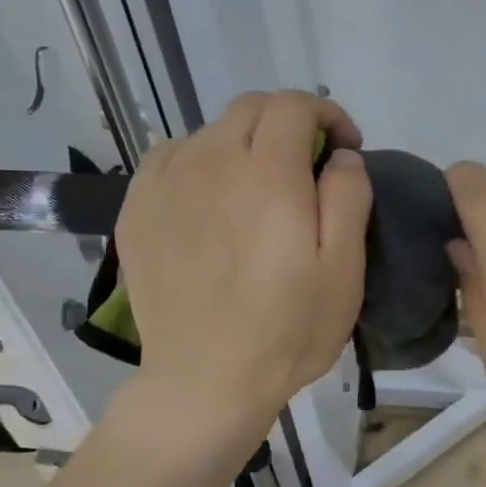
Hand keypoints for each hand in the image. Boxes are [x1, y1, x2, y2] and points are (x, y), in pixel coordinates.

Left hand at [116, 90, 371, 439]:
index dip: (326, 115)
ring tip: (257, 188)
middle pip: (250, 108)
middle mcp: (211, 162)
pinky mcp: (137, 208)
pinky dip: (201, 162)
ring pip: (211, 131)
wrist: (206, 381)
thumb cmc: (288, 330)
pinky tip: (211, 199)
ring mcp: (166, 183)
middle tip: (307, 166)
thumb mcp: (345, 269)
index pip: (293, 105)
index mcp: (268, 174)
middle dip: (288, 123)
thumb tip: (340, 156)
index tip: (344, 148)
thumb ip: (349, 196)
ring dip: (244, 144)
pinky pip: (172, 157)